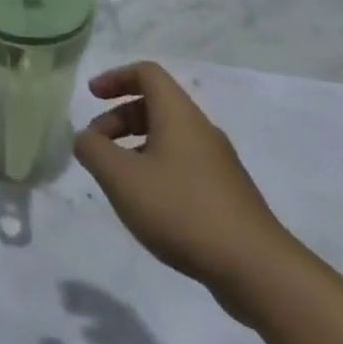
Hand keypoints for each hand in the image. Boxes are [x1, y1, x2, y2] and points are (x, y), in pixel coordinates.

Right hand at [74, 63, 298, 316]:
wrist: (257, 269)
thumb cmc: (182, 210)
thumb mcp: (121, 177)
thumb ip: (93, 150)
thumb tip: (86, 139)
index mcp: (179, 115)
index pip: (147, 73)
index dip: (115, 77)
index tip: (92, 96)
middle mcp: (201, 131)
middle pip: (155, 105)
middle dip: (119, 118)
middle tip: (96, 145)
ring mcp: (218, 164)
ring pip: (169, 138)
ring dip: (135, 146)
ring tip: (116, 178)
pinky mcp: (227, 195)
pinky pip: (183, 165)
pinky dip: (155, 169)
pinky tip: (147, 205)